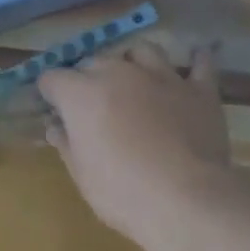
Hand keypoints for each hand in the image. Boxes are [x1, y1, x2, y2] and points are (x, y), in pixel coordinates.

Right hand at [38, 41, 238, 245]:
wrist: (186, 199)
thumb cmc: (122, 192)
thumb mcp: (82, 175)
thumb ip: (67, 144)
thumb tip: (55, 127)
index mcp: (82, 94)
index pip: (52, 78)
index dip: (49, 93)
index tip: (54, 110)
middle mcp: (119, 73)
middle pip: (94, 61)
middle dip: (87, 78)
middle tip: (92, 106)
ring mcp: (162, 77)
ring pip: (141, 51)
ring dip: (133, 62)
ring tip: (134, 79)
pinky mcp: (199, 90)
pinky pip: (200, 65)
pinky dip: (195, 62)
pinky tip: (195, 60)